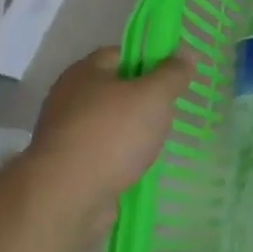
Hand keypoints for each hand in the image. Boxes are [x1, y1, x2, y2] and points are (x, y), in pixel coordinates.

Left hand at [27, 47, 193, 206]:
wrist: (65, 199)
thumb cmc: (111, 135)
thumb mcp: (154, 96)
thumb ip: (172, 73)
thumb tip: (187, 53)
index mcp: (86, 71)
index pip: (122, 54)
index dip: (151, 60)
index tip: (174, 76)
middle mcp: (70, 98)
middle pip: (116, 89)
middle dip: (144, 100)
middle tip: (170, 110)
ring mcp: (66, 135)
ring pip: (110, 124)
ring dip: (133, 133)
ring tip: (159, 142)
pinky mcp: (68, 168)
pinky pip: (103, 154)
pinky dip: (121, 159)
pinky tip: (140, 167)